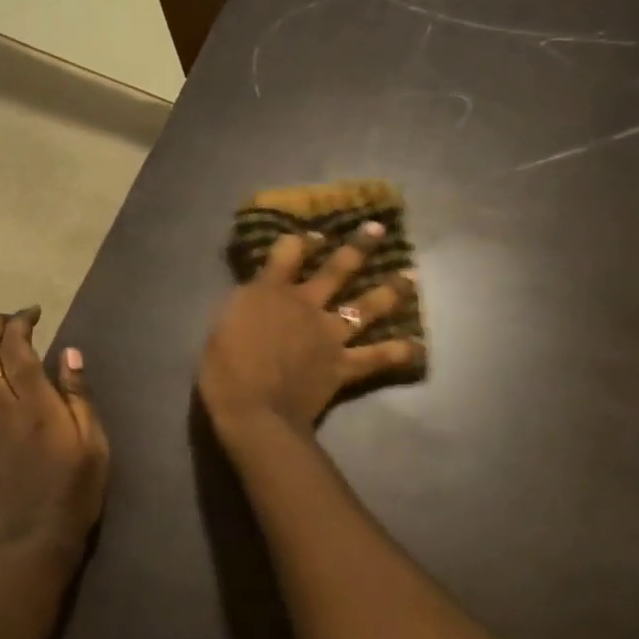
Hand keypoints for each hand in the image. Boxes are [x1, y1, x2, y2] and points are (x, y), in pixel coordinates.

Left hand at [0, 308, 109, 566]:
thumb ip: (78, 397)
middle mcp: (2, 408)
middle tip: (12, 317)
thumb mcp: (93, 445)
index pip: (17, 350)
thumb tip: (69, 353)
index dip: (20, 323)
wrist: (31, 542)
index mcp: (34, 405)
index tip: (34, 311)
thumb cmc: (74, 493)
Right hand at [199, 225, 420, 438]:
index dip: (302, 241)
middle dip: (359, 247)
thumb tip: (257, 295)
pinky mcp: (343, 365)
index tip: (314, 236)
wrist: (253, 409)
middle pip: (337, 269)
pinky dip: (398, 352)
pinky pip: (376, 357)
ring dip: (390, 290)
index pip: (288, 252)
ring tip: (411, 277)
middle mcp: (306, 304)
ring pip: (366, 306)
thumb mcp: (222, 325)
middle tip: (379, 230)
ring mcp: (329, 334)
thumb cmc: (224, 370)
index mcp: (270, 292)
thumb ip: (245, 306)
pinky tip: (417, 347)